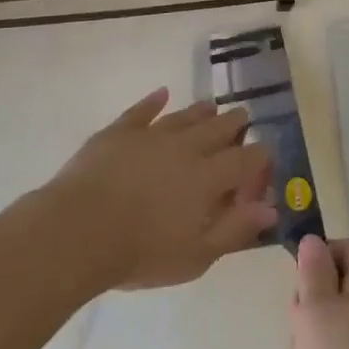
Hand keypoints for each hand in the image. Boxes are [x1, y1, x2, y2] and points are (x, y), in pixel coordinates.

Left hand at [38, 88, 276, 291]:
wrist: (78, 231)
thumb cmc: (141, 251)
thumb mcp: (197, 255)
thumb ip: (235, 229)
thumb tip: (270, 208)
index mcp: (208, 178)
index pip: (245, 160)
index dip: (259, 156)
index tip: (266, 153)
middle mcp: (185, 148)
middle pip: (217, 129)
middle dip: (234, 123)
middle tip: (244, 116)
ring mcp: (150, 136)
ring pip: (183, 117)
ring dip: (200, 111)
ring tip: (212, 105)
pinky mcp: (118, 133)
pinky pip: (140, 111)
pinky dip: (153, 102)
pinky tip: (162, 93)